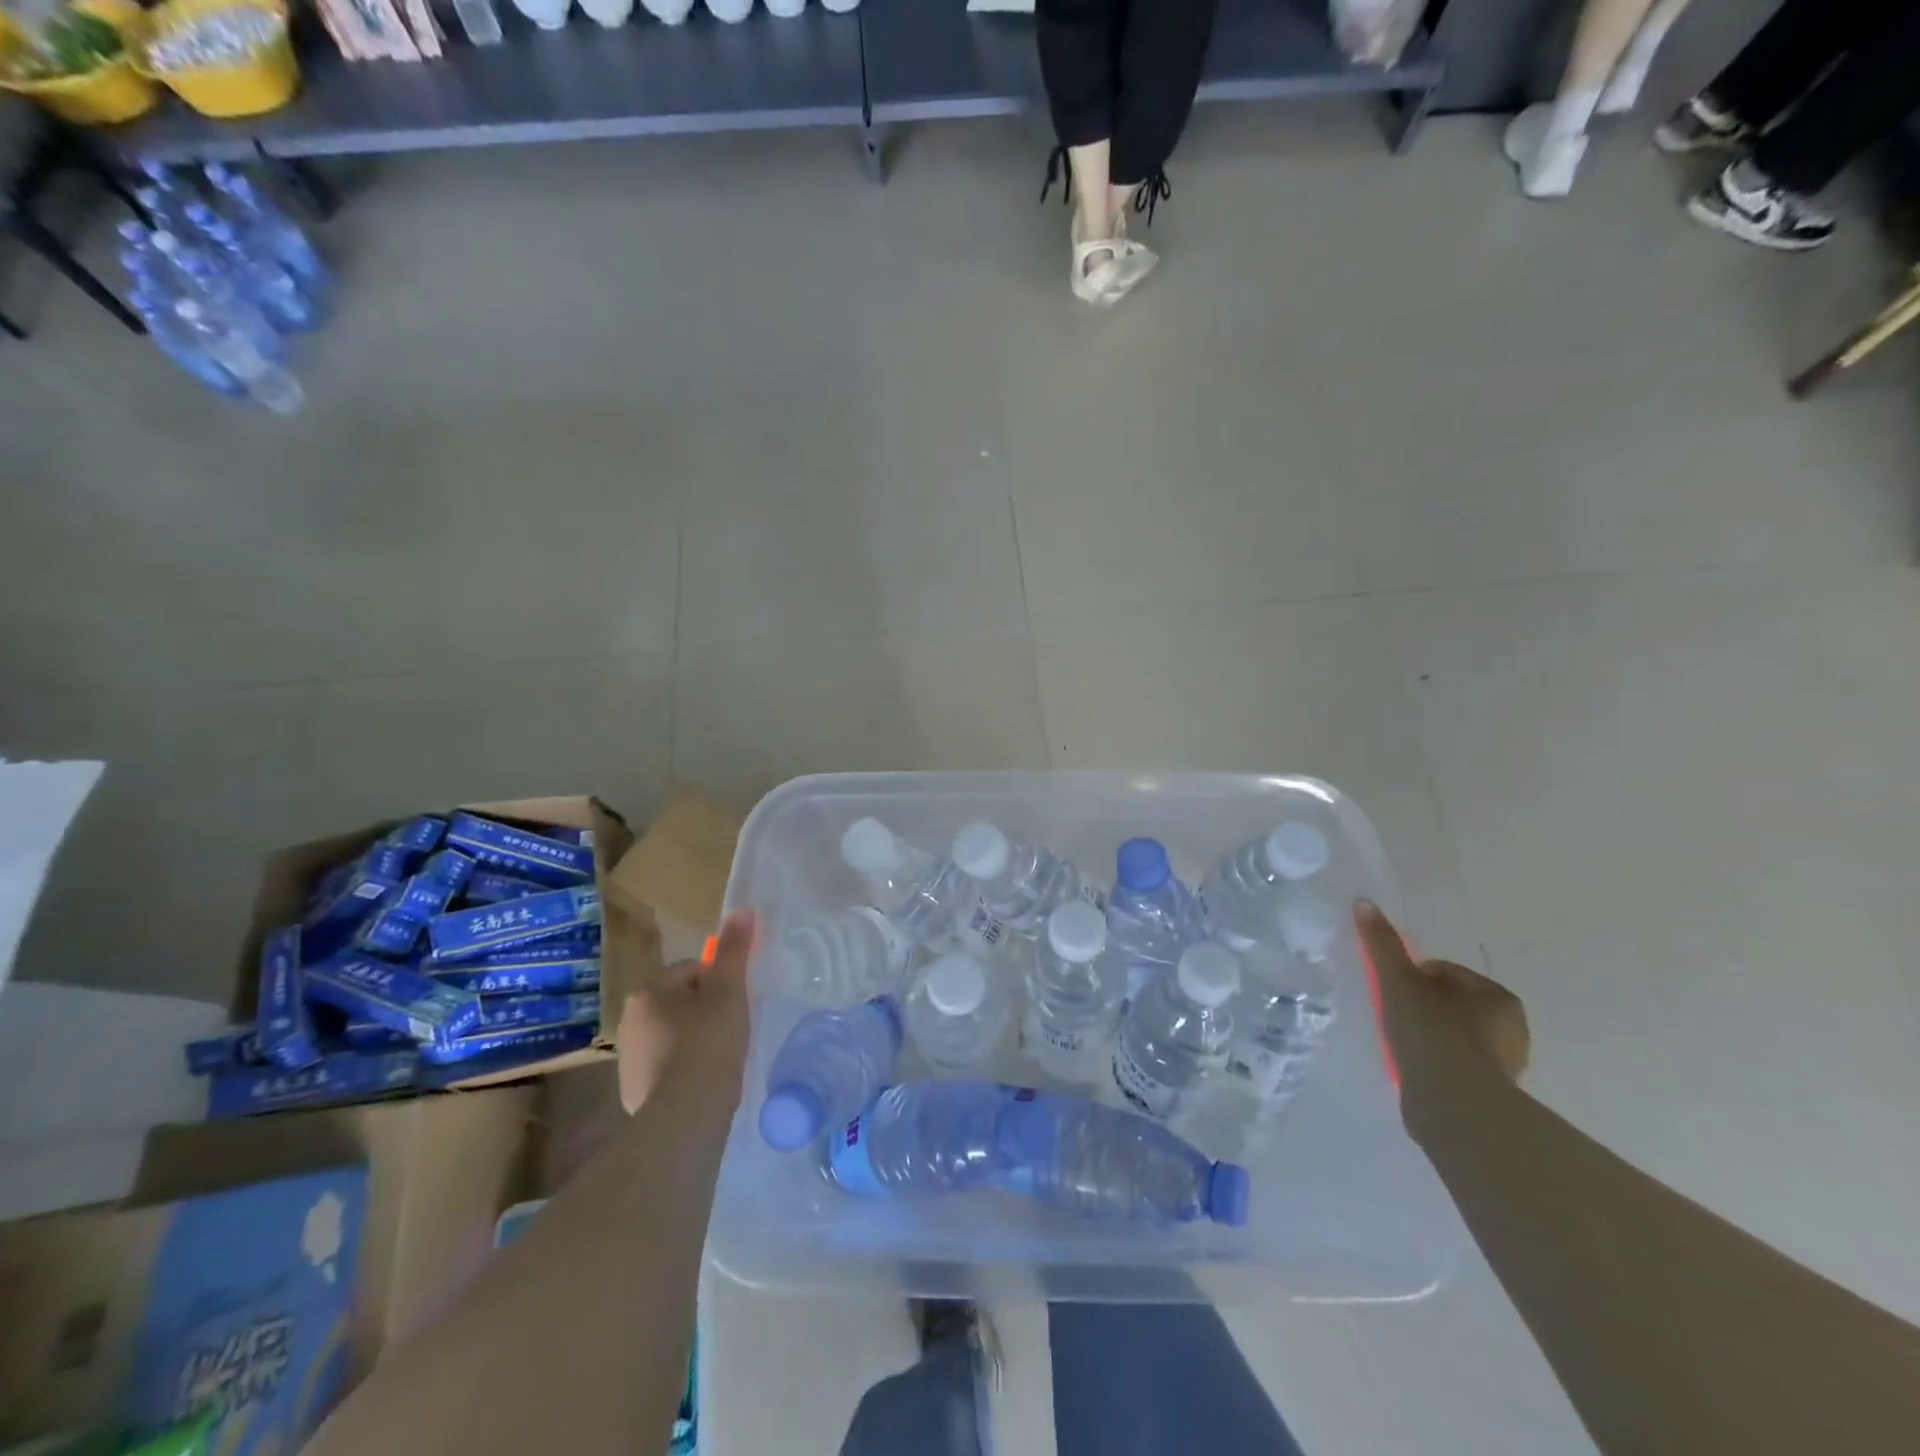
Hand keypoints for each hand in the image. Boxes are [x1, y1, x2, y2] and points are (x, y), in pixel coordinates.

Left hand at [615, 908, 754, 1114]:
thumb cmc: (709, 1042)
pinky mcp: (633, 1092)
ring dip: (694, 1040)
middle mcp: (629, 1020)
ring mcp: (628, 1059)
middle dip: (705, 1011)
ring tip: (721, 1057)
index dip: (721, 983)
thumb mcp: (729, 990)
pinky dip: (684, 1070)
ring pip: (673, 1035)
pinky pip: (666, 1067)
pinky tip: (705, 1081)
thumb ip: (734, 950)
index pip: (692, 970)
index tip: (736, 1004)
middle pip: (680, 1002)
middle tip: (732, 1029)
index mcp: (649, 991)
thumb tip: (743, 910)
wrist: (685, 1115)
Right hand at [1353, 899, 1529, 1101]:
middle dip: (1425, 1006)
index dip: (1413, 978)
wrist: (1454, 1103)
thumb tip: (1364, 902)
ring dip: (1431, 1035)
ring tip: (1403, 1045)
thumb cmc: (1432, 1032)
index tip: (1394, 993)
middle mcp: (1512, 1028)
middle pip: (1451, 1003)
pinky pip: (1456, 1064)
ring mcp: (1506, 1064)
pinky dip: (1437, 1062)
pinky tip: (1416, 1068)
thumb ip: (1382, 943)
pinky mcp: (1492, 1093)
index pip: (1445, 972)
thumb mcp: (1398, 981)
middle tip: (1396, 1017)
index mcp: (1499, 997)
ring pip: (1455, 1034)